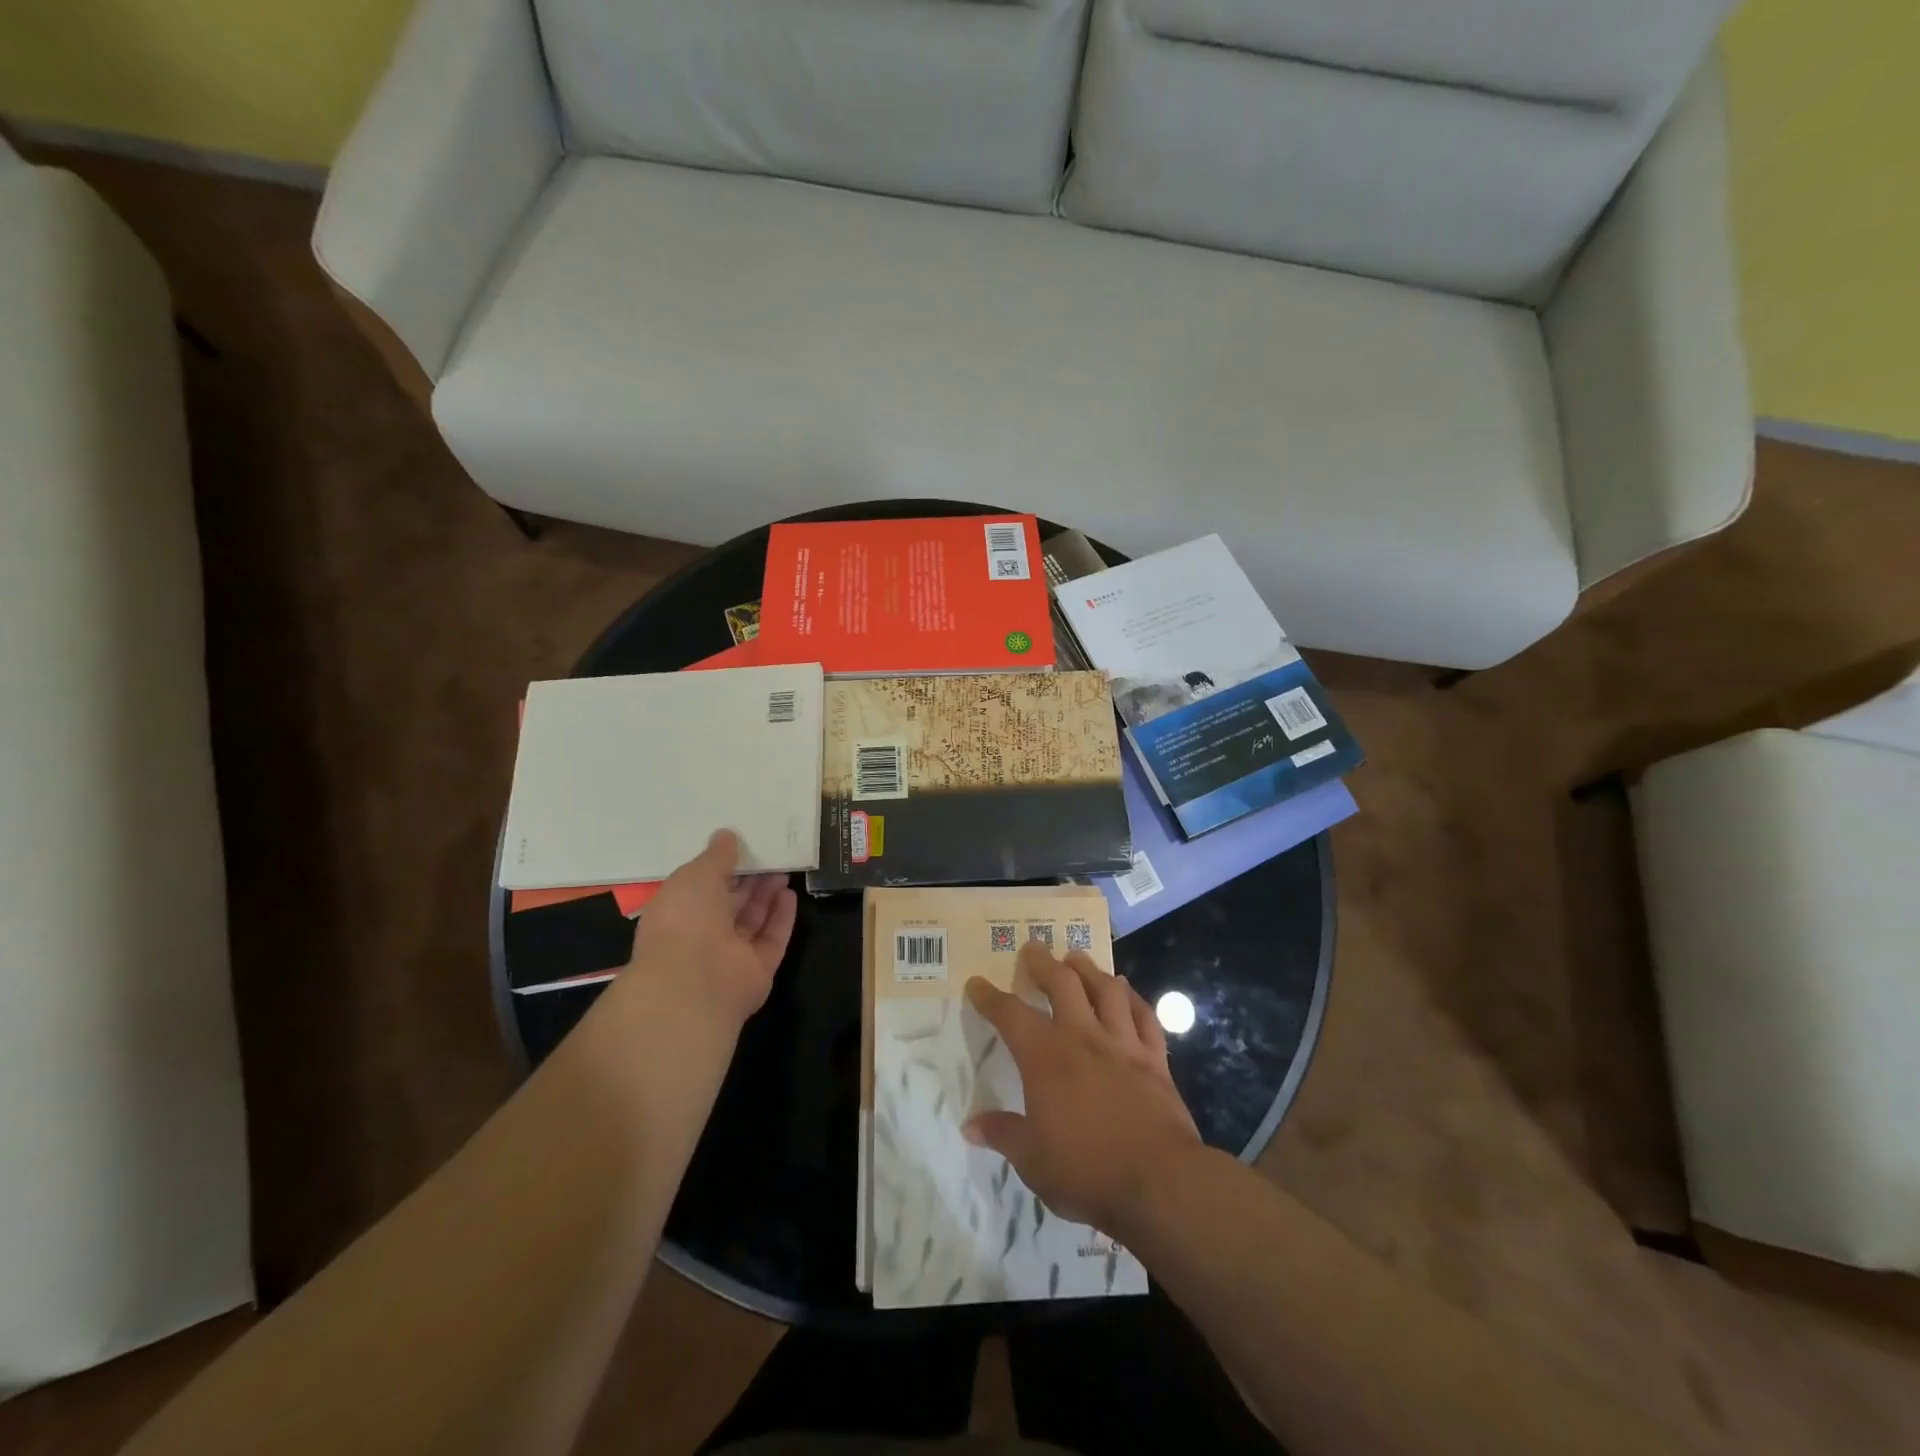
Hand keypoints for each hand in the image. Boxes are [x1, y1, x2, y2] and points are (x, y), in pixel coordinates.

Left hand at [622, 829, 797, 1029]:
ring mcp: (731, 955)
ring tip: (783, 868)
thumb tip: (726, 835)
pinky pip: (772, 939)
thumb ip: (716, 856)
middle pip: (731, 903)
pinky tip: (790, 894)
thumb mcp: (695, 875)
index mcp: (678, 913)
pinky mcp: (758, 969)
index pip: (701, 887)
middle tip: (769, 854)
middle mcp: (702, 935)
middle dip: (749, 879)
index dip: (721, 867)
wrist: (695, 982)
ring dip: (767, 895)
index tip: (741, 845)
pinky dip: (781, 917)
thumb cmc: (685, 920)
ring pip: (753, 919)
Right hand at [963, 941, 1201, 1236]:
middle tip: (1034, 948)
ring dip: (1089, 969)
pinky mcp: (1154, 1058)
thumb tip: (970, 1125)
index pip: (1010, 1015)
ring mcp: (1122, 1043)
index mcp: (1046, 1057)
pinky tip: (1126, 992)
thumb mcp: (1032, 1160)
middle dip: (1044, 962)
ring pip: (1106, 989)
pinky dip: (1133, 999)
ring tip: (1077, 958)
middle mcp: (1083, 1037)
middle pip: (1062, 983)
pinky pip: (1144, 1016)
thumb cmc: (1087, 1170)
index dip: (990, 997)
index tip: (977, 984)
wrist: (1159, 1181)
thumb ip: (1003, 1134)